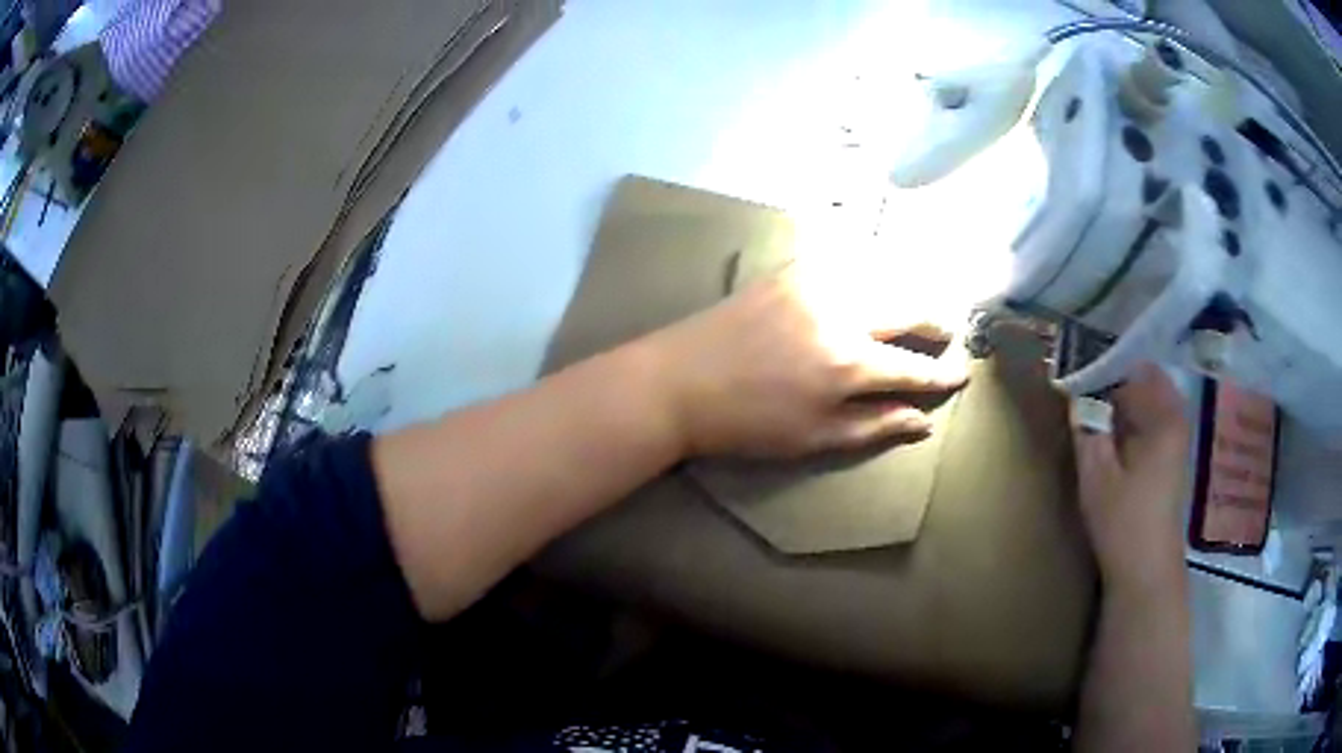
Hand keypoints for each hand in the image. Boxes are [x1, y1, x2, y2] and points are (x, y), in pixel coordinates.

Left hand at [643, 265, 969, 458]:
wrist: (678, 382)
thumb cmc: (746, 424)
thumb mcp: (813, 439)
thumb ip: (874, 426)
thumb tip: (922, 422)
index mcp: (848, 364)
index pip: (914, 367)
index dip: (942, 374)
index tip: (963, 373)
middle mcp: (841, 314)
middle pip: (908, 307)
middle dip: (937, 319)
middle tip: (949, 330)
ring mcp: (814, 284)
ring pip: (881, 275)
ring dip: (908, 288)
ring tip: (919, 304)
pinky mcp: (790, 270)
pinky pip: (843, 259)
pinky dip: (869, 267)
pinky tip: (875, 276)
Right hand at [1072, 364, 1190, 593]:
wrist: (1145, 572)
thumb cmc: (1124, 520)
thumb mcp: (1097, 472)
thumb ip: (1087, 425)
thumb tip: (1074, 391)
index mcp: (1164, 414)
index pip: (1134, 366)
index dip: (1104, 363)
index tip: (1076, 368)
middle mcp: (1174, 419)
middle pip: (1140, 383)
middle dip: (1109, 382)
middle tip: (1077, 390)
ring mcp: (1172, 440)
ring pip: (1142, 404)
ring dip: (1116, 404)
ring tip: (1085, 411)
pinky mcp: (1166, 459)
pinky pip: (1144, 424)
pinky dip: (1124, 423)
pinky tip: (1103, 438)